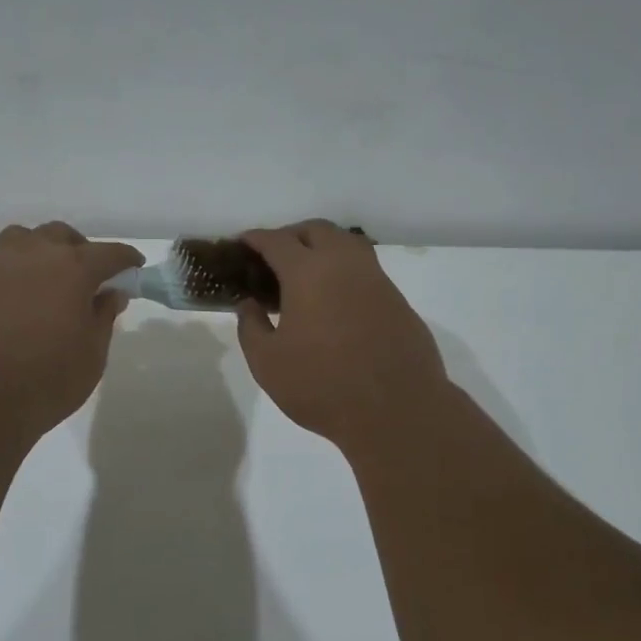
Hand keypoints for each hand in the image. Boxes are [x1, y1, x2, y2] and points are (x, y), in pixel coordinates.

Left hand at [0, 221, 143, 435]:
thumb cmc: (48, 379)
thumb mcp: (93, 355)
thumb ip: (103, 317)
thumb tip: (111, 293)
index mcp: (74, 270)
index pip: (109, 254)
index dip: (125, 259)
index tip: (133, 267)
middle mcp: (34, 255)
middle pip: (61, 235)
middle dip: (78, 248)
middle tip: (86, 274)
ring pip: (18, 236)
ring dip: (34, 244)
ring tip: (39, 264)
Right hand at [233, 220, 451, 454]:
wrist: (396, 410)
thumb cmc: (321, 385)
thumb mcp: (267, 363)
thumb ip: (251, 326)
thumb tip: (249, 304)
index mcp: (308, 272)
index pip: (277, 241)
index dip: (256, 239)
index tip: (243, 243)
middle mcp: (344, 264)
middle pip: (316, 230)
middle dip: (292, 235)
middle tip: (274, 257)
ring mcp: (377, 280)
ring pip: (347, 244)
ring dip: (323, 247)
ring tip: (306, 273)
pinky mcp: (397, 300)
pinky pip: (365, 270)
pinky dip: (344, 272)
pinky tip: (335, 300)